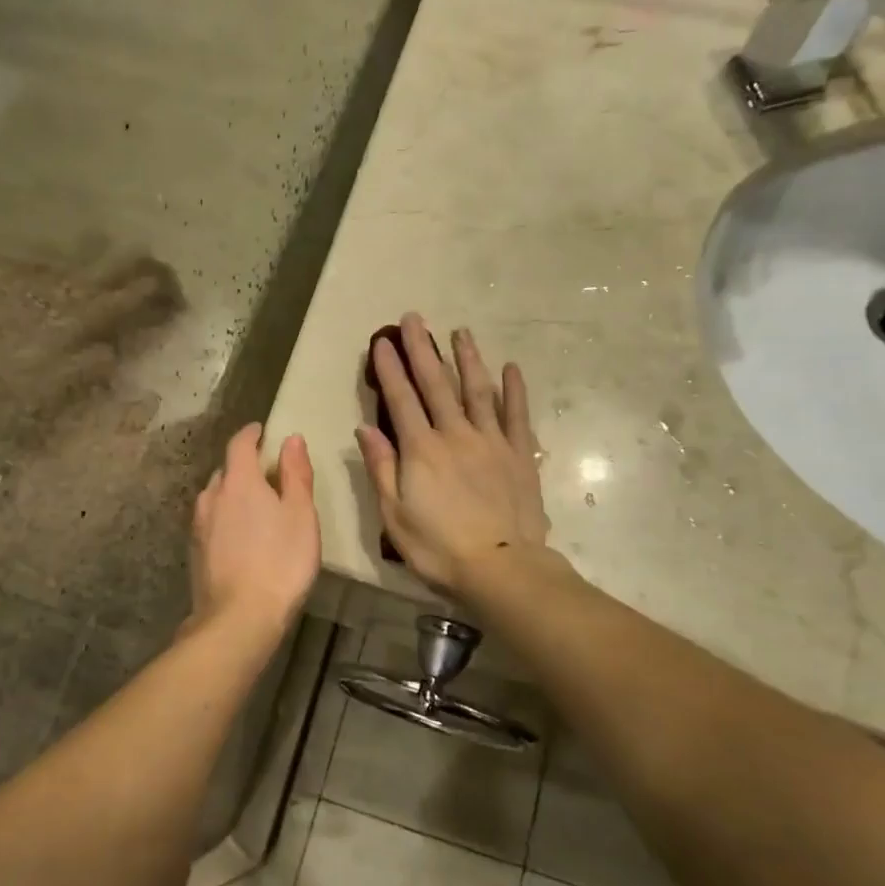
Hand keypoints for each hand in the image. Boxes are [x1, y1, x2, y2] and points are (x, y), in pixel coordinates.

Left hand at [189, 424, 320, 639]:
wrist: (238, 618)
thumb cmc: (280, 561)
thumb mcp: (301, 515)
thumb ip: (296, 474)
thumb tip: (290, 439)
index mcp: (238, 481)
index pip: (239, 444)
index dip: (251, 434)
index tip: (262, 431)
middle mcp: (211, 496)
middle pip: (226, 470)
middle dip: (244, 466)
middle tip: (268, 474)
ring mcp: (198, 525)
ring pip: (215, 497)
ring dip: (233, 493)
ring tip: (255, 506)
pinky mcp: (195, 552)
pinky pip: (211, 521)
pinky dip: (226, 517)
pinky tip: (241, 536)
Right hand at [356, 313, 548, 593]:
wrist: (501, 566)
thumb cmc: (438, 547)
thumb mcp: (394, 515)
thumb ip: (381, 468)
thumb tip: (364, 428)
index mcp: (421, 450)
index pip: (401, 400)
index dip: (390, 369)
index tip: (381, 342)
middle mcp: (455, 434)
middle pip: (437, 384)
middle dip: (422, 349)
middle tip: (414, 318)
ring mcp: (492, 441)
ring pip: (478, 390)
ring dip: (468, 359)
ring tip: (461, 332)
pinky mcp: (520, 454)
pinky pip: (517, 415)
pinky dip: (514, 390)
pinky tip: (511, 368)